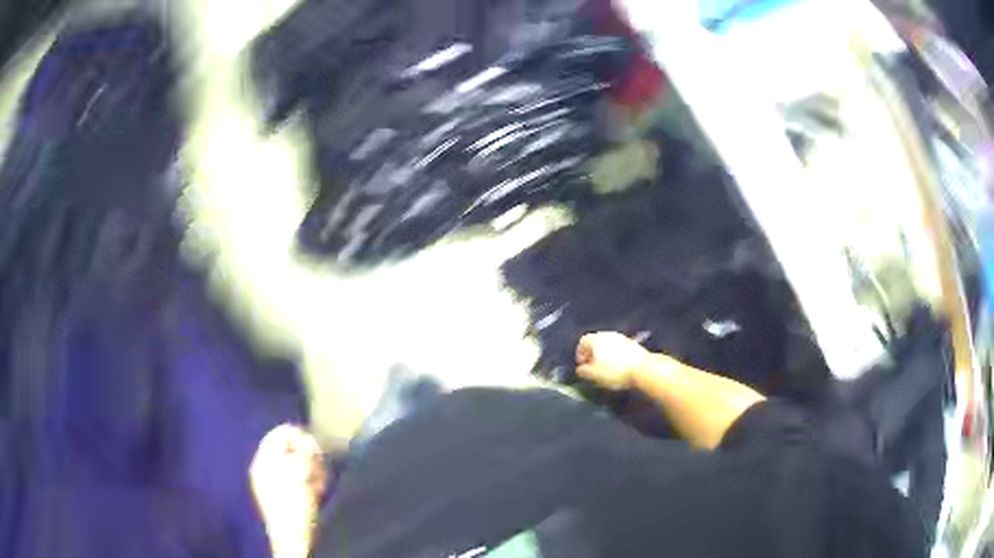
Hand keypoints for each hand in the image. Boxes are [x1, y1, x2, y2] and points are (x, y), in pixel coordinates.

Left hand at [250, 424, 326, 557]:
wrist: (291, 538)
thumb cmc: (297, 505)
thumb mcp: (303, 474)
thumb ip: (304, 451)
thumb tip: (307, 438)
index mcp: (264, 458)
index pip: (282, 432)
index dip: (304, 438)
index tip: (319, 453)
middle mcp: (262, 465)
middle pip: (288, 447)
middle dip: (308, 456)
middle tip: (320, 471)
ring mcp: (267, 479)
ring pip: (292, 462)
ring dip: (309, 470)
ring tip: (319, 484)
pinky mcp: (276, 493)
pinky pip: (291, 476)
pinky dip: (304, 480)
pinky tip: (314, 492)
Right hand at [575, 332, 650, 389]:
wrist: (643, 368)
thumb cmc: (614, 371)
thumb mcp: (594, 375)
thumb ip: (583, 371)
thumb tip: (580, 369)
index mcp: (596, 339)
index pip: (582, 341)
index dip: (579, 354)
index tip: (582, 366)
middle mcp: (608, 335)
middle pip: (595, 342)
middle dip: (592, 354)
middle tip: (593, 367)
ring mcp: (621, 338)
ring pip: (608, 345)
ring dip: (604, 355)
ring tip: (606, 368)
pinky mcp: (632, 343)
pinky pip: (618, 348)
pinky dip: (615, 355)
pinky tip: (618, 367)